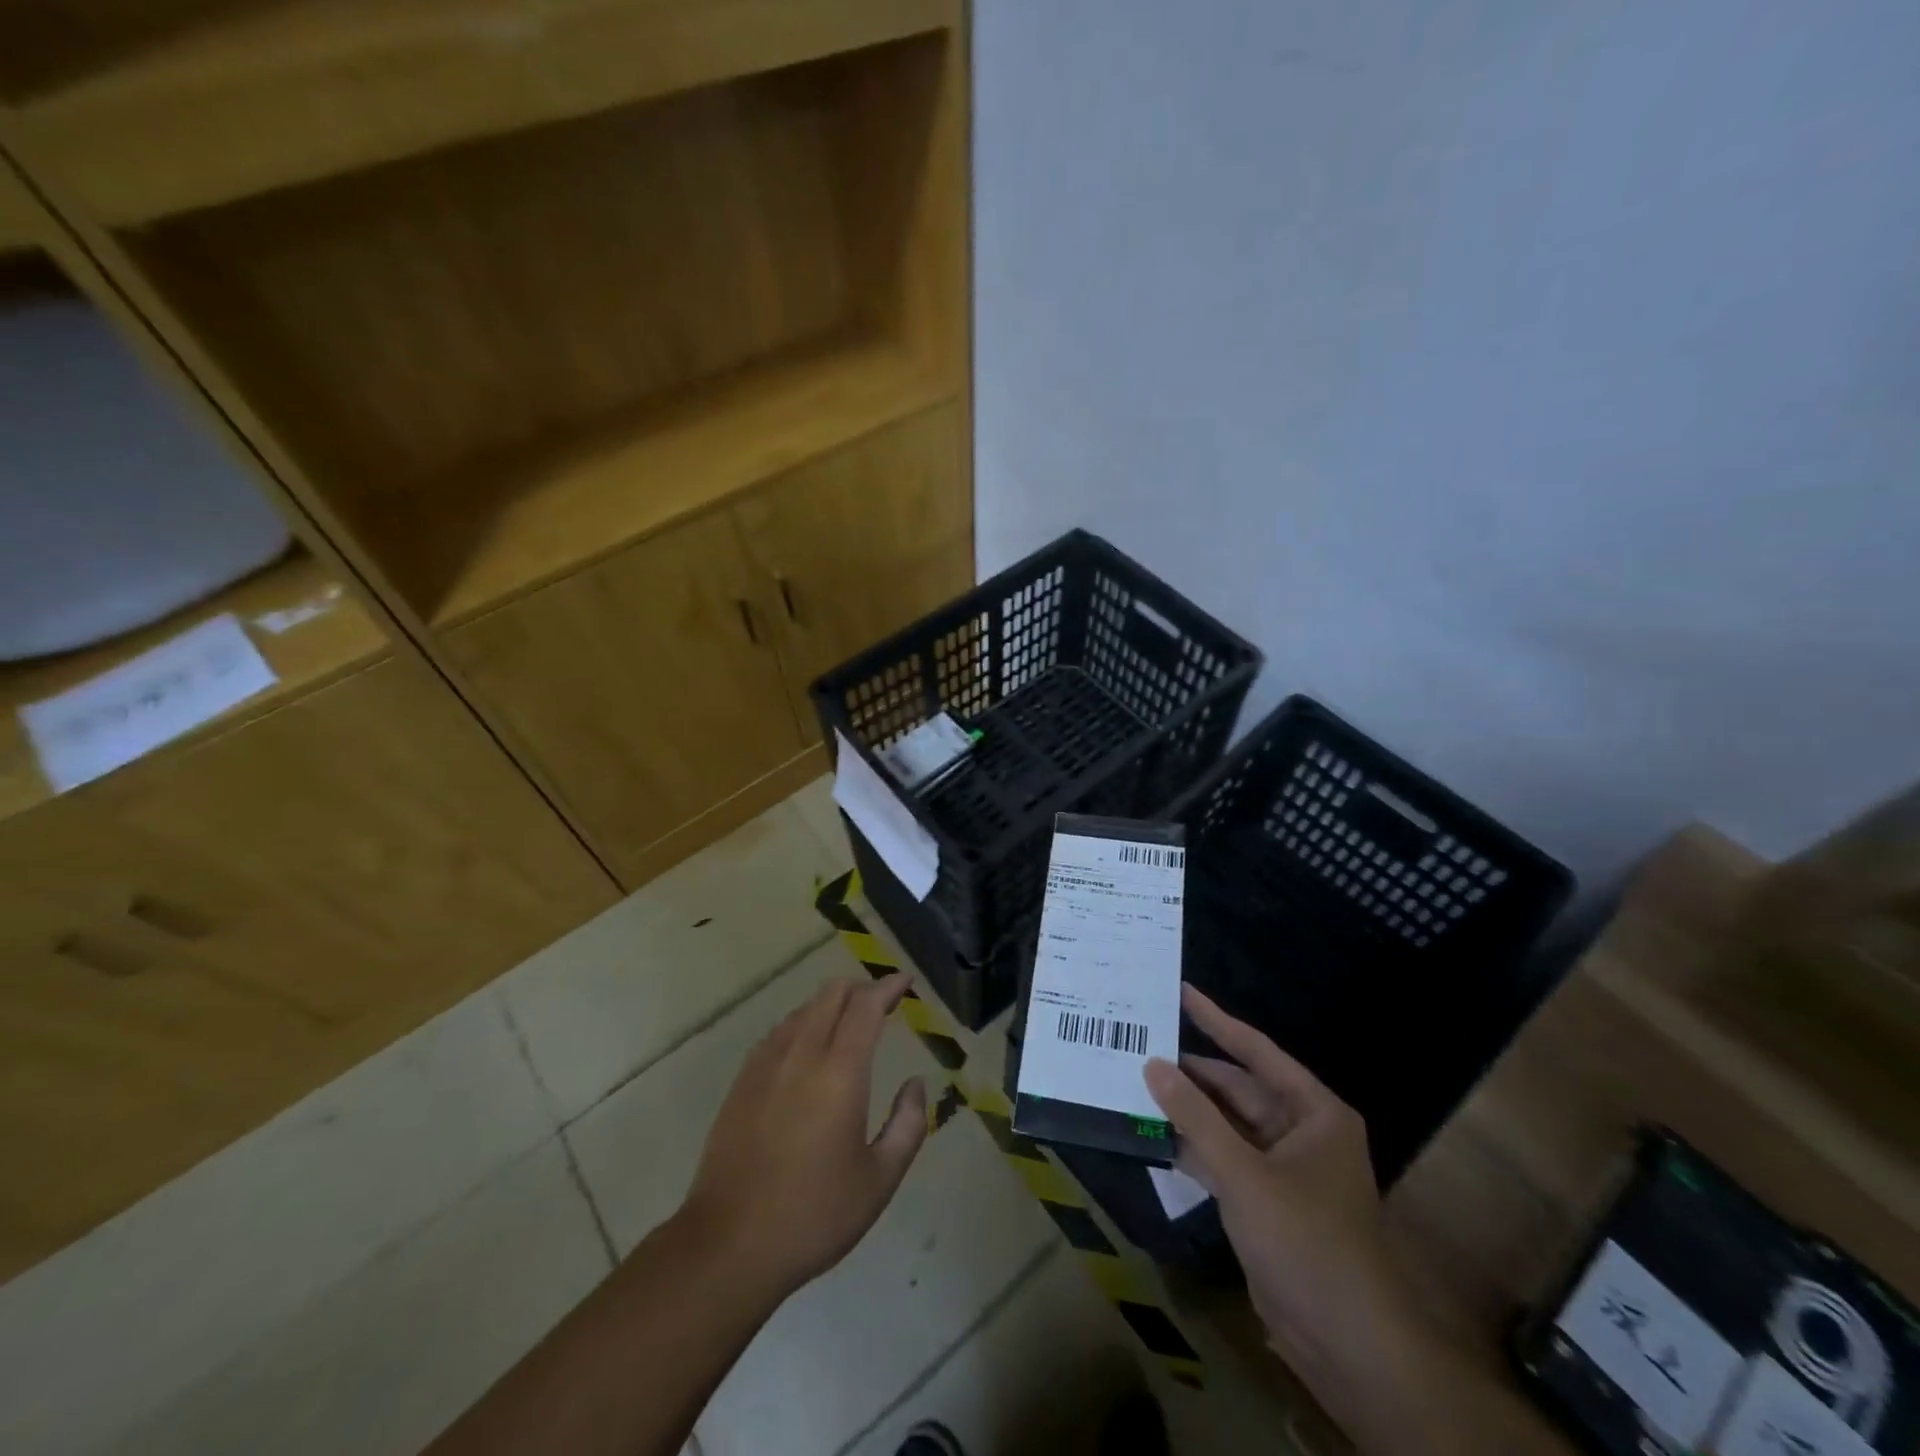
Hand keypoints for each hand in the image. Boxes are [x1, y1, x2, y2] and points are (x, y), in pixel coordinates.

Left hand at [681, 974, 928, 1300]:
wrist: (728, 1245)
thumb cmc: (814, 1215)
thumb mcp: (880, 1180)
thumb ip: (908, 1124)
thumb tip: (916, 1084)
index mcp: (840, 1073)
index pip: (866, 1006)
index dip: (888, 986)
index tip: (906, 981)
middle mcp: (802, 1055)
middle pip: (831, 994)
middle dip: (861, 987)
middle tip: (883, 1001)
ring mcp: (765, 1065)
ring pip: (803, 1009)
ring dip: (831, 1004)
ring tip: (849, 1023)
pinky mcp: (742, 1082)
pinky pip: (779, 1032)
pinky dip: (803, 1024)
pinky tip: (808, 1048)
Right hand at [1143, 986, 1414, 1375]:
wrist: (1349, 1345)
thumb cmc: (1307, 1241)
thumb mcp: (1245, 1174)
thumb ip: (1195, 1117)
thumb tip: (1153, 1064)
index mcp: (1313, 1111)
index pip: (1256, 1051)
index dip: (1216, 1020)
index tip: (1179, 991)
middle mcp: (1300, 1130)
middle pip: (1237, 1088)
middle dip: (1191, 1072)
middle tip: (1140, 1042)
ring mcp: (1281, 1168)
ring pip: (1226, 1124)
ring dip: (1187, 1110)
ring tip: (1135, 1080)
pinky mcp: (1264, 1201)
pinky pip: (1223, 1158)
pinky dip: (1192, 1147)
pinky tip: (1153, 1133)